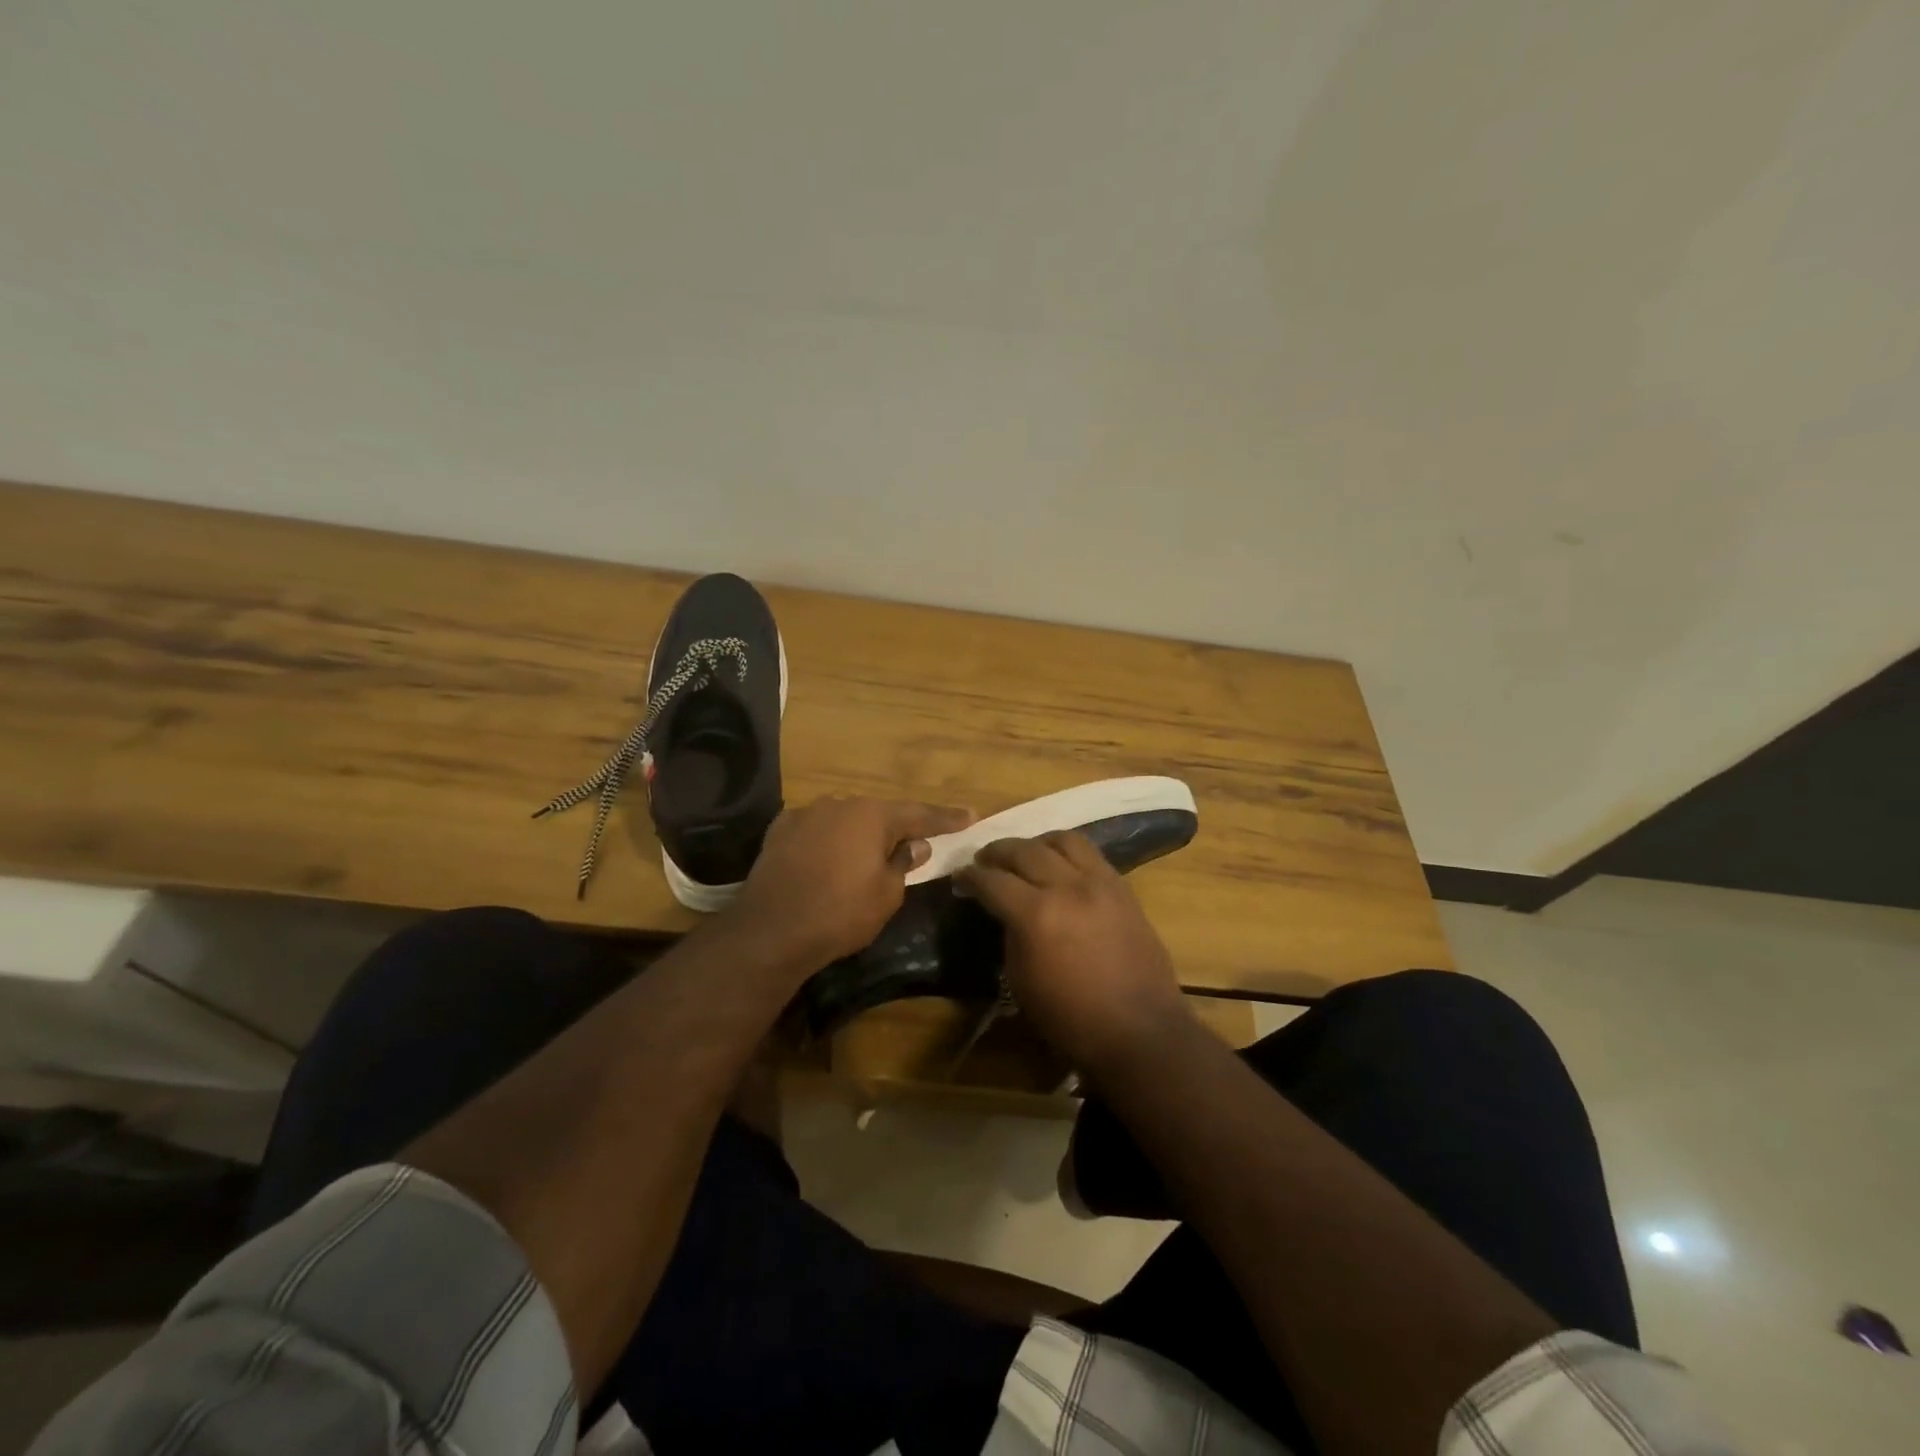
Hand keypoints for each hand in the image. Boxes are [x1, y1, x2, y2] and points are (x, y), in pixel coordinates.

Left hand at [722, 796, 971, 970]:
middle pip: (877, 815)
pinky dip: (827, 842)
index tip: (970, 815)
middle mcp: (839, 804)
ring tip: (864, 856)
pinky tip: (826, 859)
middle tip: (912, 844)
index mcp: (871, 815)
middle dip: (895, 829)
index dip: (945, 818)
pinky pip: (815, 831)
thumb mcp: (886, 895)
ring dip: (857, 835)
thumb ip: (903, 864)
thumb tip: (914, 845)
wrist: (771, 930)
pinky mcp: (778, 831)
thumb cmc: (840, 913)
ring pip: (843, 821)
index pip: (919, 814)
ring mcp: (805, 814)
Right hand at [959, 832, 1189, 1070]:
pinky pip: (1090, 853)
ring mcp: (1099, 882)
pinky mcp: (1122, 887)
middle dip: (997, 851)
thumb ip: (1010, 935)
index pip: (992, 880)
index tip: (960, 876)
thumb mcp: (1021, 981)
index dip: (970, 876)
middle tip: (983, 859)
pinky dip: (1066, 851)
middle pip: (1023, 850)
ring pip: (1061, 840)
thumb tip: (1006, 912)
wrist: (1139, 1031)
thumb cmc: (1071, 1018)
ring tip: (1024, 854)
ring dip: (1035, 843)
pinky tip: (1058, 864)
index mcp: (1035, 915)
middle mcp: (1067, 887)